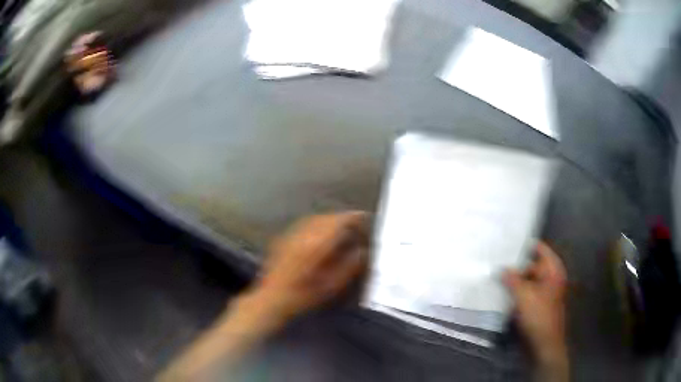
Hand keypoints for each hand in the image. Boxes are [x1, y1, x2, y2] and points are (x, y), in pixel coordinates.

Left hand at [249, 211, 369, 322]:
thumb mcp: (331, 285)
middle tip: (355, 223)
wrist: (272, 298)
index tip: (365, 217)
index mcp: (316, 245)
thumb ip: (349, 266)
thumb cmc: (304, 296)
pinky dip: (317, 224)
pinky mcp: (284, 238)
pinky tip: (320, 233)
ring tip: (340, 227)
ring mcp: (291, 235)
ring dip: (329, 220)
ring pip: (314, 218)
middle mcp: (303, 234)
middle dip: (342, 218)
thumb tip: (362, 251)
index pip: (338, 222)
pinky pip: (304, 224)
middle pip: (326, 217)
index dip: (353, 218)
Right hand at [504, 242, 567, 368]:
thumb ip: (512, 279)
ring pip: (526, 279)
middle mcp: (549, 277)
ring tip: (495, 275)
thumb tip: (502, 268)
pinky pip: (524, 291)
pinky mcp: (536, 303)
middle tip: (496, 261)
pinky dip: (515, 290)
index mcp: (553, 270)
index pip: (539, 249)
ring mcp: (543, 291)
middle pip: (531, 265)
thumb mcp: (524, 296)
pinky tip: (501, 291)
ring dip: (513, 279)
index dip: (524, 245)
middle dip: (515, 265)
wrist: (544, 343)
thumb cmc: (539, 316)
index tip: (506, 242)